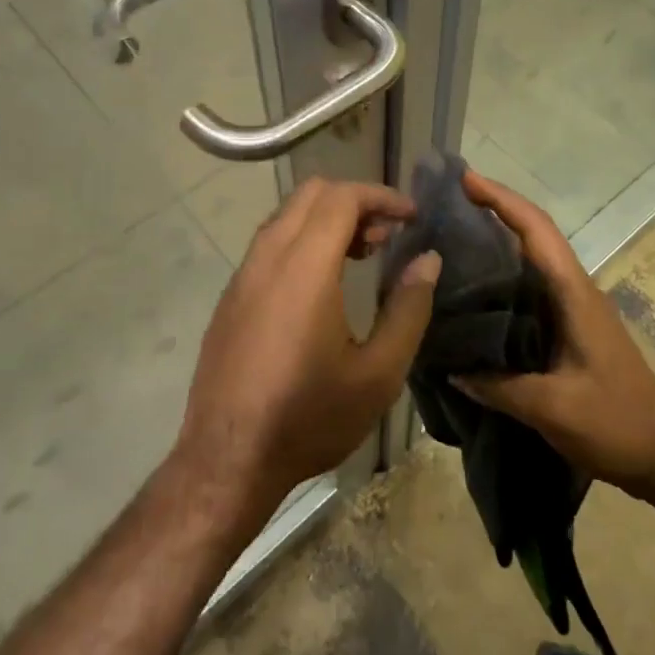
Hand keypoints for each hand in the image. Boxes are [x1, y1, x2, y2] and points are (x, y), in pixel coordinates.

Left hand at [172, 178, 440, 526]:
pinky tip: (322, 284)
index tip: (412, 216)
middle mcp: (267, 259)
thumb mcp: (378, 374)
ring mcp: (242, 276)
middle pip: (310, 194)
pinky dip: (302, 239)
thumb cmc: (309, 418)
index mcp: (304, 269)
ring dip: (327, 219)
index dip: (381, 196)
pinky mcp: (230, 297)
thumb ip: (408, 309)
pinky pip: (269, 244)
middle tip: (387, 235)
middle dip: (355, 201)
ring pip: (286, 216)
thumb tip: (427, 260)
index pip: (341, 198)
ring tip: (361, 254)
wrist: (227, 460)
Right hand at [454, 169, 654, 495]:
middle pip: (533, 233)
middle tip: (446, 202)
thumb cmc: (616, 424)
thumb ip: (499, 387)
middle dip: (494, 208)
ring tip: (452, 234)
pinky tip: (475, 289)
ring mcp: (575, 308)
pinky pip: (532, 286)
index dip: (501, 199)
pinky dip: (504, 272)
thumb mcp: (552, 408)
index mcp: (574, 294)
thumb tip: (452, 370)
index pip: (536, 230)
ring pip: (533, 257)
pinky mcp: (571, 327)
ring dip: (498, 237)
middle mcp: (575, 290)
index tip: (464, 179)